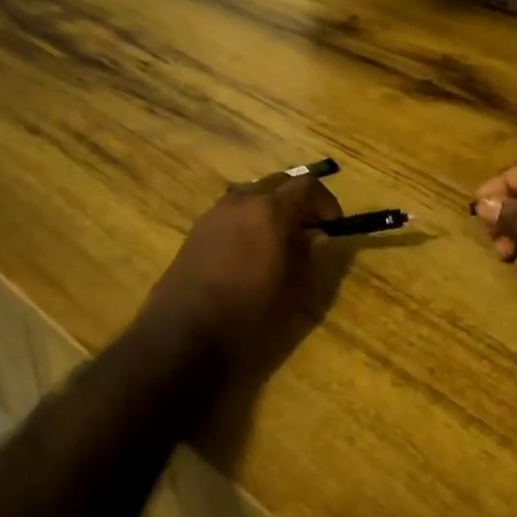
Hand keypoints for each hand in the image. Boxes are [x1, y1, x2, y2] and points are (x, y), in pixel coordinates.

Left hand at [139, 172, 343, 372]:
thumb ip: (307, 253)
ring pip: (252, 193)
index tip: (334, 225)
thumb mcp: (292, 288)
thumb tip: (314, 236)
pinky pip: (232, 210)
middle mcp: (242, 201)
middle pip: (278, 182)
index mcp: (270, 210)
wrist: (183, 333)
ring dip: (272, 206)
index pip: (307, 185)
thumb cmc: (248, 314)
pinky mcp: (198, 229)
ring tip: (281, 238)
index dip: (325, 201)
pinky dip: (250, 217)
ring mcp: (216, 212)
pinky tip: (252, 248)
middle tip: (311, 227)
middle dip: (299, 199)